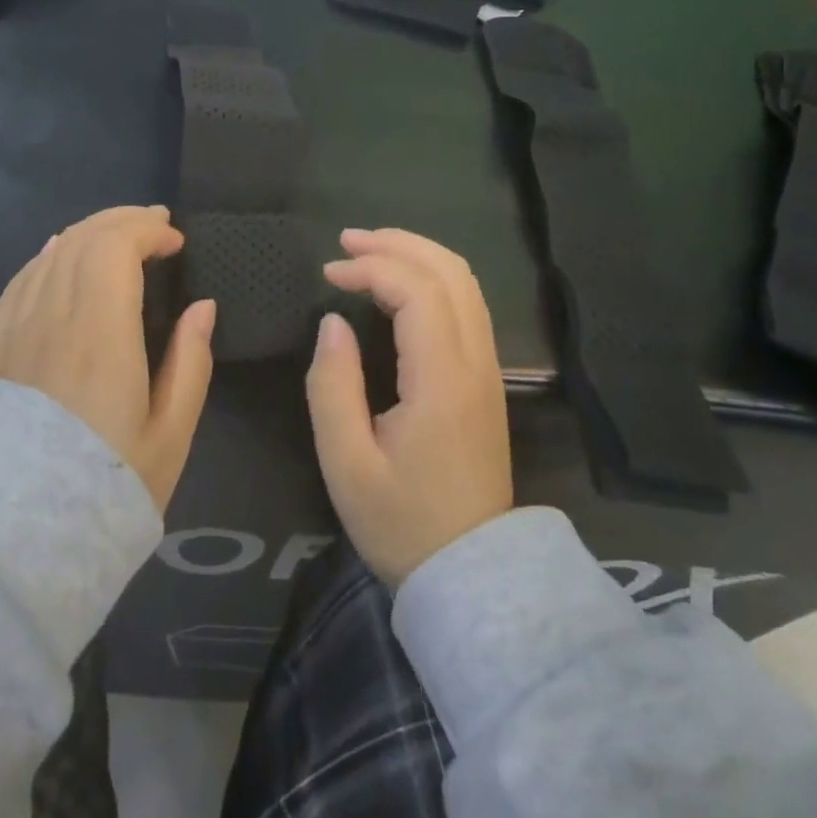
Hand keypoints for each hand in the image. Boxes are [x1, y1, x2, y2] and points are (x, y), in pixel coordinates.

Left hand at [0, 206, 215, 511]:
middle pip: (83, 239)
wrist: (14, 532)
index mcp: (101, 334)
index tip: (176, 243)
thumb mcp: (170, 434)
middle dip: (123, 220)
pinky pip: (24, 277)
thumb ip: (191, 363)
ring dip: (90, 231)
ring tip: (120, 233)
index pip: (115, 249)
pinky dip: (51, 254)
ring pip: (53, 252)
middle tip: (156, 224)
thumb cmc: (105, 482)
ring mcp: (19, 326)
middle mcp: (55, 316)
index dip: (148, 232)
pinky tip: (61, 252)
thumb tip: (203, 307)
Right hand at [307, 228, 513, 587]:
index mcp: (442, 381)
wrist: (472, 576)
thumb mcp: (346, 464)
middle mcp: (475, 363)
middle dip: (397, 244)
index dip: (371, 268)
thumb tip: (333, 323)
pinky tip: (400, 285)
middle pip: (450, 272)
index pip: (417, 292)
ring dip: (418, 255)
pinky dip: (432, 279)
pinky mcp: (487, 379)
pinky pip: (468, 305)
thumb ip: (332, 386)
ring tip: (370, 251)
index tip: (328, 274)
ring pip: (465, 283)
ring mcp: (488, 369)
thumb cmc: (402, 524)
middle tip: (347, 241)